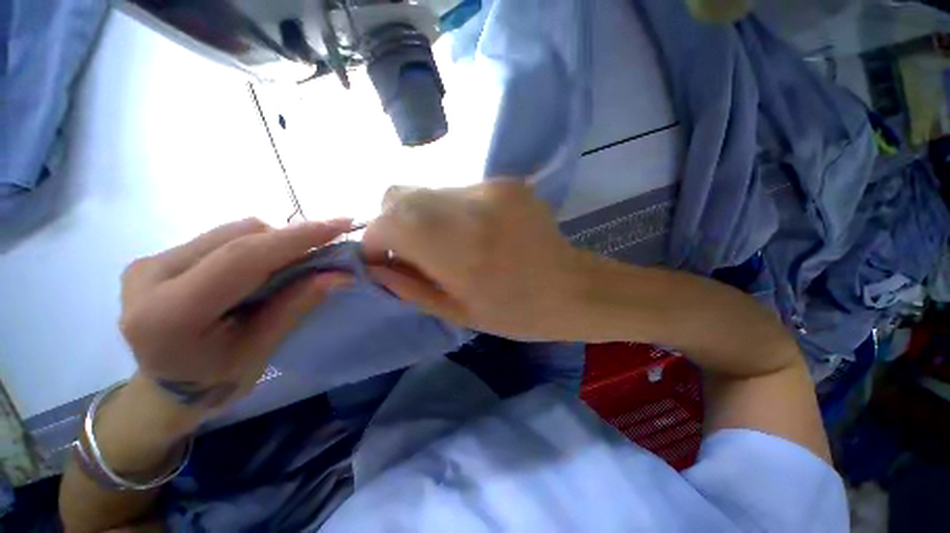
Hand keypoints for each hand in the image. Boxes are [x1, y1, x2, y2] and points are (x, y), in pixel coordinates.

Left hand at [119, 218, 353, 416]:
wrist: (166, 388)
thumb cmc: (215, 380)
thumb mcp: (261, 349)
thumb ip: (296, 305)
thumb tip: (340, 275)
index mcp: (169, 314)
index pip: (241, 258)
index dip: (296, 238)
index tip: (341, 225)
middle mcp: (150, 276)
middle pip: (237, 237)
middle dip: (290, 239)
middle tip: (327, 248)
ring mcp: (150, 261)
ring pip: (231, 232)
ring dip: (274, 242)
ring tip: (297, 261)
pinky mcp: (159, 256)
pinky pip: (221, 237)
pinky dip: (256, 245)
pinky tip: (268, 264)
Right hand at [362, 182, 586, 339]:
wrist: (572, 289)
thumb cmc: (516, 313)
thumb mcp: (456, 312)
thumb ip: (408, 287)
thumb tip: (373, 266)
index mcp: (459, 251)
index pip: (387, 222)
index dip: (374, 240)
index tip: (383, 259)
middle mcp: (471, 208)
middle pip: (400, 195)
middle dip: (393, 223)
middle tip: (412, 250)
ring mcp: (491, 189)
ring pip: (428, 190)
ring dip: (423, 216)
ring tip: (447, 243)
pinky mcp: (506, 182)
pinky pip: (457, 190)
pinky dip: (451, 210)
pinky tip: (475, 231)